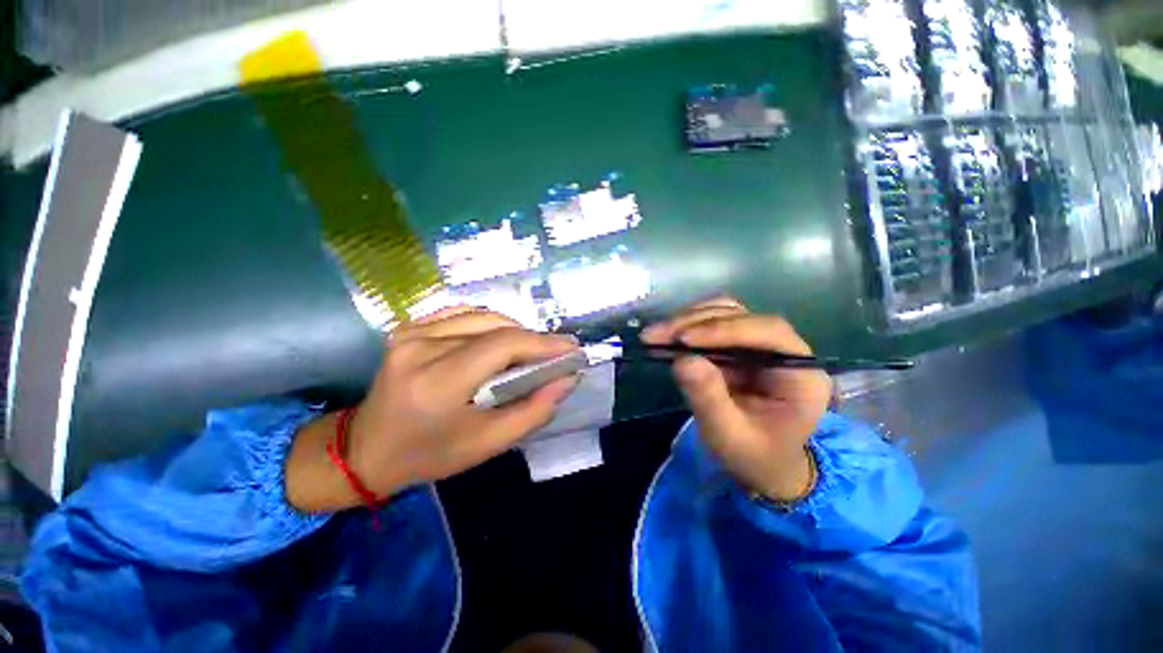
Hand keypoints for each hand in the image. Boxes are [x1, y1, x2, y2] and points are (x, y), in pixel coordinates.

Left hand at [287, 307, 578, 510]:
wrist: (367, 448)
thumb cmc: (430, 454)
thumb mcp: (488, 444)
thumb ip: (534, 410)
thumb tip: (567, 378)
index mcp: (437, 382)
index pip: (502, 346)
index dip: (542, 343)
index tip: (571, 349)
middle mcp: (421, 347)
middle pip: (495, 326)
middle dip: (533, 339)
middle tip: (554, 355)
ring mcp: (411, 332)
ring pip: (482, 316)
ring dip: (513, 330)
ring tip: (530, 351)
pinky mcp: (409, 326)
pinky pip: (463, 314)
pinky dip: (490, 324)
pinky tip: (499, 341)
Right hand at [641, 297, 831, 501]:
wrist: (762, 463)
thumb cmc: (753, 456)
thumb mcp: (729, 437)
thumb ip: (709, 399)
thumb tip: (682, 360)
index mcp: (800, 374)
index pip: (768, 333)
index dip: (724, 329)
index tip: (684, 339)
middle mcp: (785, 350)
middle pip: (742, 317)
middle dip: (695, 323)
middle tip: (655, 335)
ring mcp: (761, 343)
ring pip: (725, 313)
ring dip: (687, 320)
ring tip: (655, 335)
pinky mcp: (739, 344)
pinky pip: (713, 323)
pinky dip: (687, 326)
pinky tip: (667, 336)